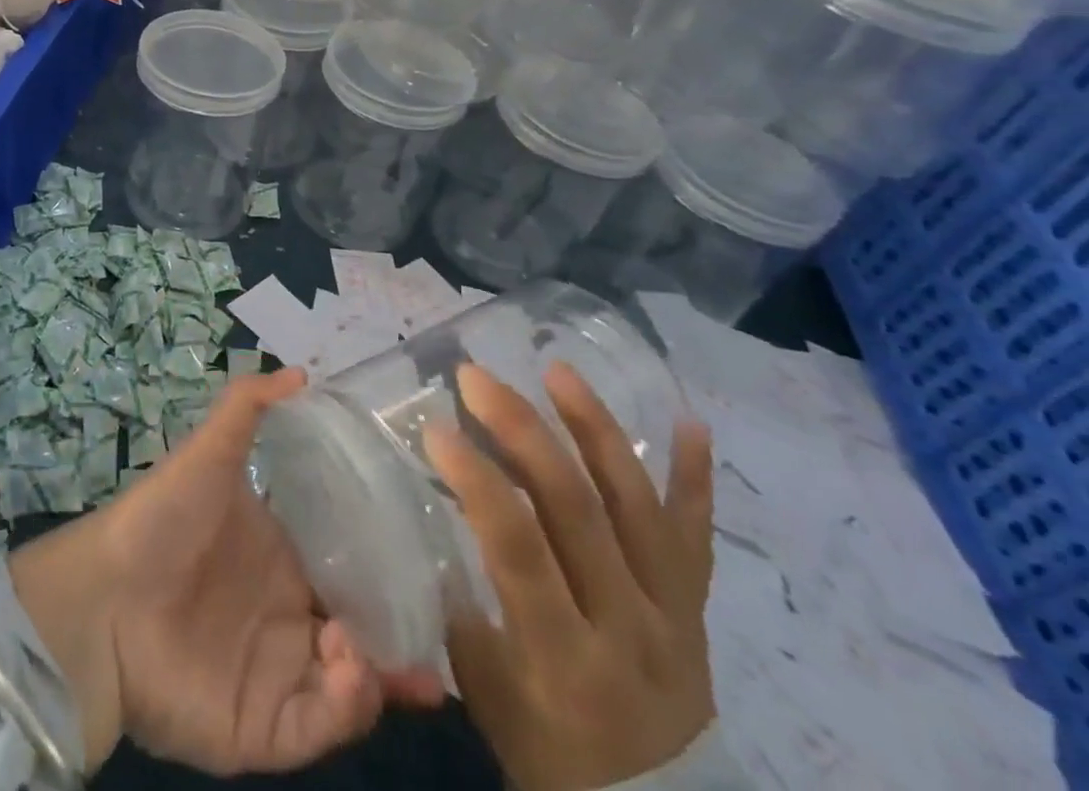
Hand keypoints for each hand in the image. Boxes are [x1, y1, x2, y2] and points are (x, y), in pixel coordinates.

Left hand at [10, 369, 435, 773]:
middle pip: (361, 636)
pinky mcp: (262, 730)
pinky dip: (345, 709)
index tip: (426, 568)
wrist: (104, 598)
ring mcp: (276, 676)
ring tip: (363, 648)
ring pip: (351, 689)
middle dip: (399, 641)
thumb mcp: (209, 451)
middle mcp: (286, 618)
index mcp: (281, 560)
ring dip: (375, 672)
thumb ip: (249, 406)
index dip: (387, 575)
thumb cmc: (164, 518)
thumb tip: (303, 372)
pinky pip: (320, 729)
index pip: (349, 572)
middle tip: (432, 639)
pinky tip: (347, 671)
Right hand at [425, 362, 716, 790]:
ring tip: (557, 370)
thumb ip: (456, 600)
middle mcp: (629, 629)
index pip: (520, 547)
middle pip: (577, 509)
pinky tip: (687, 420)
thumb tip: (423, 509)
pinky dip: (696, 476)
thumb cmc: (545, 751)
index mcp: (565, 658)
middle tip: (477, 376)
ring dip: (595, 429)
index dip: (477, 480)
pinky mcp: (698, 610)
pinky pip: (697, 536)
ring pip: (637, 505)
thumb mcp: (484, 688)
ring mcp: (674, 616)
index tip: (437, 426)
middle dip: (521, 430)